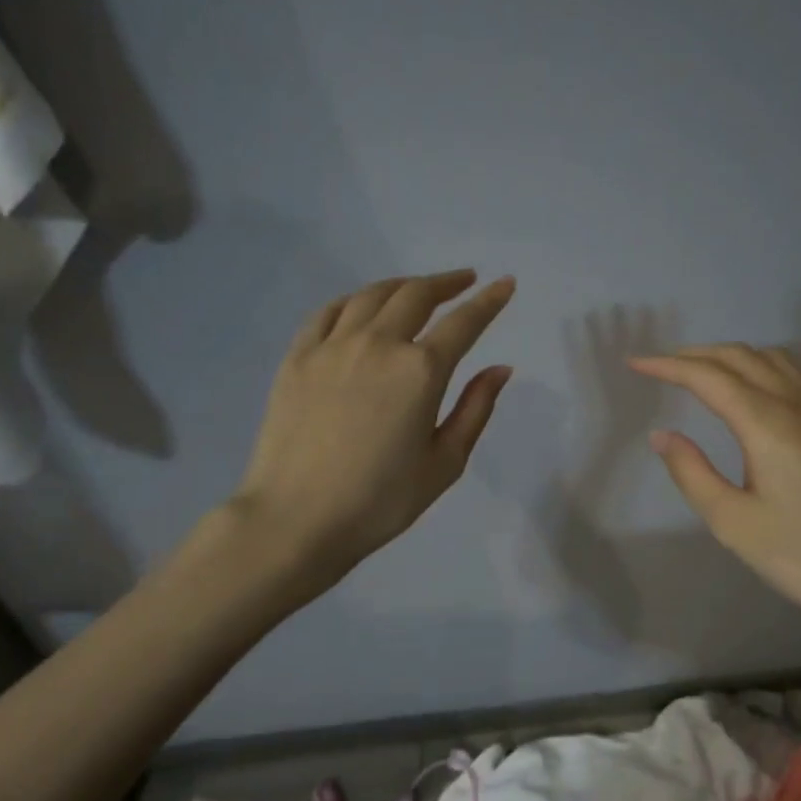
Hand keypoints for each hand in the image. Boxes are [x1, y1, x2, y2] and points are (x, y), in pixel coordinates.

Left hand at [233, 270, 515, 586]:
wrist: (296, 520)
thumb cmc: (380, 501)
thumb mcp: (445, 463)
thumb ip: (475, 409)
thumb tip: (500, 368)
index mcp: (421, 371)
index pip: (464, 322)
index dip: (489, 301)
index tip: (505, 284)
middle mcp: (378, 344)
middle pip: (416, 295)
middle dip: (446, 283)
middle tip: (465, 280)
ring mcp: (332, 346)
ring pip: (372, 295)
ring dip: (402, 285)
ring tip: (418, 289)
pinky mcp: (297, 357)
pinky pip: (329, 312)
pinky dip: (354, 301)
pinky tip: (362, 307)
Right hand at [629, 344, 800, 649]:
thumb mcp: (734, 523)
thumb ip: (692, 473)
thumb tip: (662, 435)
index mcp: (767, 424)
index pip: (708, 377)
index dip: (668, 366)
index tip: (635, 364)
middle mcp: (798, 403)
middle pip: (740, 357)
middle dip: (695, 355)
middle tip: (660, 367)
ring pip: (772, 359)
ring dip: (730, 356)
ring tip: (701, 372)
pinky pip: (794, 374)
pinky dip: (760, 367)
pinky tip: (752, 391)